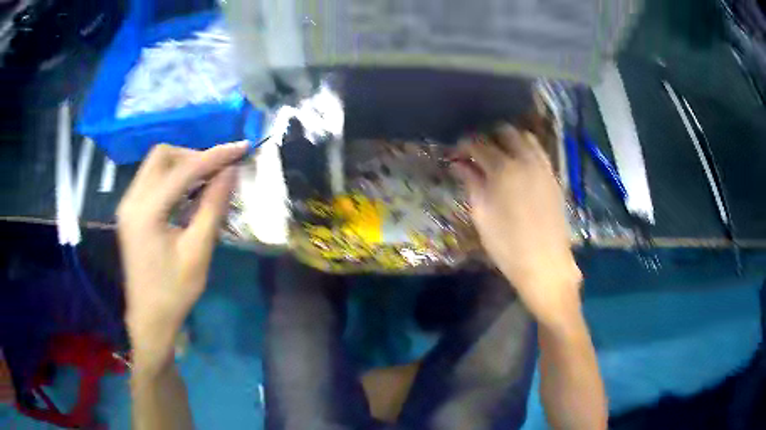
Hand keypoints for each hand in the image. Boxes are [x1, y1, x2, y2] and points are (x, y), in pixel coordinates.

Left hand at [117, 142, 246, 372]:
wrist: (149, 318)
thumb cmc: (174, 292)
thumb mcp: (198, 252)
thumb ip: (213, 207)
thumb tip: (230, 171)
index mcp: (146, 213)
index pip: (182, 170)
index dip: (214, 156)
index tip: (240, 148)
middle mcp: (131, 201)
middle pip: (162, 156)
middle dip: (193, 155)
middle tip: (218, 170)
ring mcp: (128, 205)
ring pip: (155, 165)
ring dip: (183, 165)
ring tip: (207, 179)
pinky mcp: (130, 211)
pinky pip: (151, 180)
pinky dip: (173, 178)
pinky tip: (188, 192)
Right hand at [453, 125, 581, 326]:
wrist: (545, 264)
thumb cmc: (507, 245)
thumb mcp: (482, 215)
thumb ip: (471, 183)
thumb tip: (459, 164)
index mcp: (503, 170)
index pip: (479, 144)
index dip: (464, 145)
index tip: (456, 152)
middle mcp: (526, 160)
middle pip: (505, 132)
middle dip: (488, 136)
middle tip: (477, 151)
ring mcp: (543, 166)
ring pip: (526, 137)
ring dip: (509, 140)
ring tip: (499, 154)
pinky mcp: (553, 176)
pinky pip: (539, 151)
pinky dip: (526, 149)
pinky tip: (519, 164)